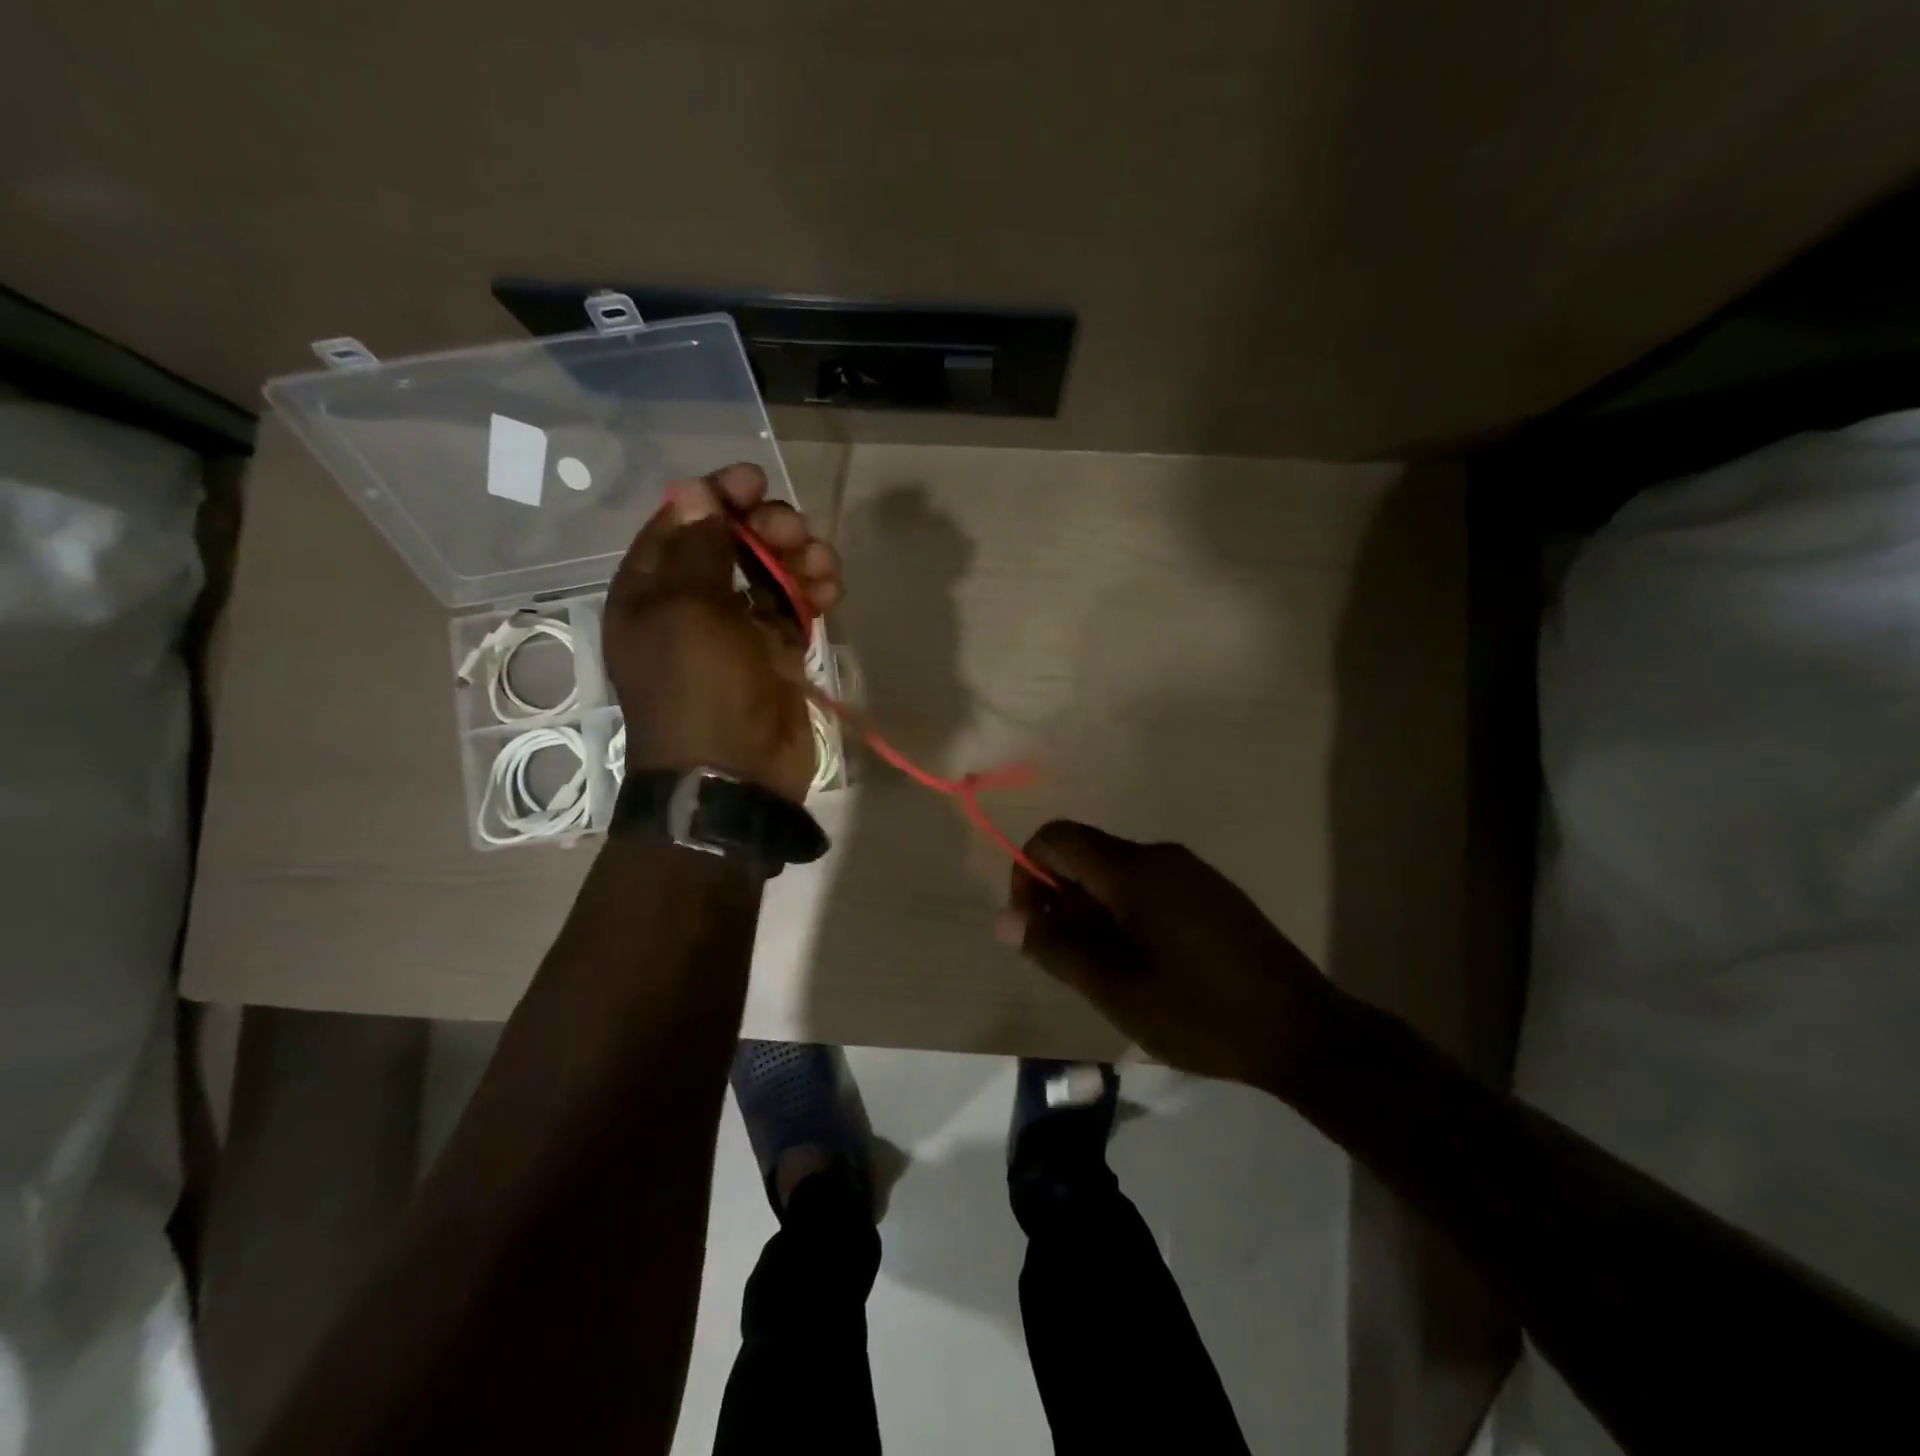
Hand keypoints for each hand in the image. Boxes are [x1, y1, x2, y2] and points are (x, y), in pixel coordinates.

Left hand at [603, 463, 842, 804]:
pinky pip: (795, 608)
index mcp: (651, 591)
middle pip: (731, 542)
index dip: (717, 495)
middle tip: (795, 531)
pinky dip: (813, 594)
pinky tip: (831, 590)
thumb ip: (697, 550)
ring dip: (799, 558)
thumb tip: (694, 492)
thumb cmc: (700, 691)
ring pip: (770, 573)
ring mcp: (737, 631)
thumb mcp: (687, 613)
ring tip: (823, 566)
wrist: (735, 778)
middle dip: (767, 527)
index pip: (680, 522)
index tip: (755, 480)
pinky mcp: (775, 654)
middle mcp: (691, 605)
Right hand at [997, 821, 1343, 1090]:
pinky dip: (1126, 913)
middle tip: (1072, 961)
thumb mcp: (1114, 988)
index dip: (1028, 872)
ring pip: (1116, 873)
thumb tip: (1004, 917)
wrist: (1302, 1032)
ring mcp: (1190, 872)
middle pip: (1086, 854)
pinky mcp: (1211, 893)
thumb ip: (1055, 946)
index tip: (1035, 926)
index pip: (1056, 838)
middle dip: (1061, 898)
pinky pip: (1149, 886)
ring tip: (1108, 971)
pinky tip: (1145, 964)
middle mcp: (1160, 856)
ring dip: (1093, 911)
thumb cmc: (1198, 1012)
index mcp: (1133, 871)